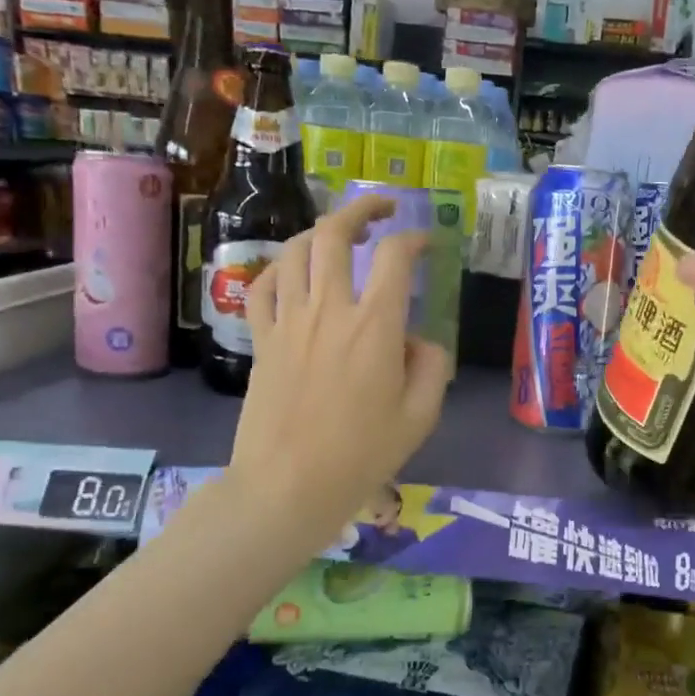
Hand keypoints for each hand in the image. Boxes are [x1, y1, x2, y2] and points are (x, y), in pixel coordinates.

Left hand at [228, 197, 450, 543]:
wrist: (288, 485)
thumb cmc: (361, 455)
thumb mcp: (420, 417)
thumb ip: (432, 367)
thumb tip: (419, 341)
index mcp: (375, 326)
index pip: (395, 257)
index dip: (414, 239)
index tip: (425, 243)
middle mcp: (329, 309)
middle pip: (336, 234)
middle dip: (361, 209)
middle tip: (380, 209)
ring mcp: (289, 321)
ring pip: (296, 250)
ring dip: (320, 232)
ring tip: (338, 236)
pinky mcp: (262, 339)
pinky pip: (262, 287)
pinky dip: (279, 269)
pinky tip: (292, 274)